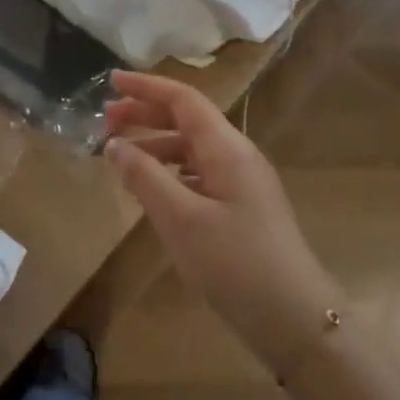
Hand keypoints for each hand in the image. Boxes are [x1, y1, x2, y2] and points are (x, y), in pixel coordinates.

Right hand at [104, 70, 343, 378]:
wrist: (294, 319)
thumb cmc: (235, 263)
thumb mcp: (180, 219)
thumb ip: (145, 177)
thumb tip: (114, 145)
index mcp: (226, 148)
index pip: (183, 99)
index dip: (146, 86)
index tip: (111, 80)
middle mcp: (237, 155)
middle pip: (187, 120)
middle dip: (145, 114)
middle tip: (106, 120)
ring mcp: (242, 183)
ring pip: (192, 148)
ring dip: (155, 144)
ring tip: (119, 157)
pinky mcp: (242, 208)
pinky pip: (198, 174)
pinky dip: (169, 171)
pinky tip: (150, 190)